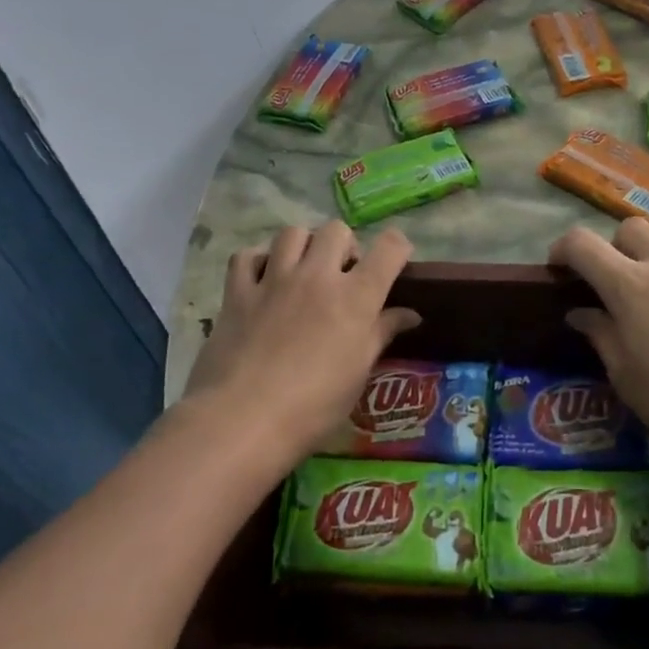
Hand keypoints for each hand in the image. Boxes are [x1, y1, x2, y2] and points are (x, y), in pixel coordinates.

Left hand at [183, 222, 419, 464]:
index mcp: (356, 297)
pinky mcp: (238, 292)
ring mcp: (274, 280)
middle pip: (337, 230)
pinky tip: (262, 280)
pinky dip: (257, 261)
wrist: (244, 419)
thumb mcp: (359, 372)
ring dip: (303, 245)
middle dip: (345, 246)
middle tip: (342, 275)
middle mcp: (317, 276)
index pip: (389, 248)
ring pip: (293, 233)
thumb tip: (411, 314)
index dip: (398, 247)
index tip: (395, 261)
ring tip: (302, 271)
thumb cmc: (314, 405)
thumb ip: (382, 333)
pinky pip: (246, 256)